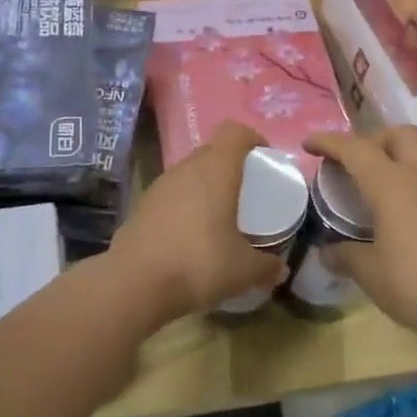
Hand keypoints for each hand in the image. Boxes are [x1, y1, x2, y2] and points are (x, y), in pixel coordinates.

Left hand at [109, 120, 286, 320]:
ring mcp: (159, 186)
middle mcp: (185, 169)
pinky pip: (171, 196)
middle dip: (230, 167)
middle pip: (211, 152)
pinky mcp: (140, 207)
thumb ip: (266, 267)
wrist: (134, 284)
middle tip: (246, 192)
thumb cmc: (198, 264)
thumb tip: (281, 270)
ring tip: (219, 216)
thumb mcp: (243, 271)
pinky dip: (184, 207)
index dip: (252, 139)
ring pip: (188, 174)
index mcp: (215, 170)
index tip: (264, 159)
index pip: (234, 132)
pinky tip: (190, 236)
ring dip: (205, 187)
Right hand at [304, 127, 416, 351]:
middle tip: (358, 161)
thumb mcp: (369, 272)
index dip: (329, 142)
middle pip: (401, 135)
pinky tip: (410, 212)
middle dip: (376, 139)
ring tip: (385, 184)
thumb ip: (346, 256)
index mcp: (391, 184)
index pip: (355, 149)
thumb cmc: (414, 282)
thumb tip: (328, 252)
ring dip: (402, 158)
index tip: (309, 143)